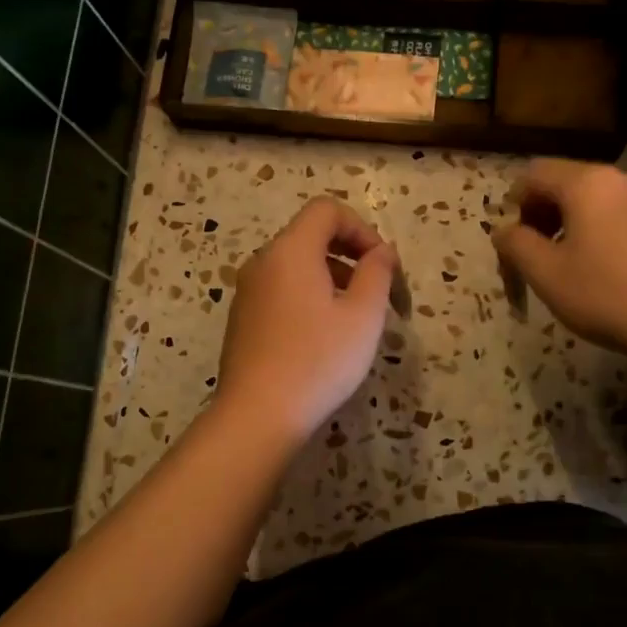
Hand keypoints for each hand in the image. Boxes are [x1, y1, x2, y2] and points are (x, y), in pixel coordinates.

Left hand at [216, 198, 399, 440]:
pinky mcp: (244, 319)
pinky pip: (283, 290)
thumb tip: (382, 252)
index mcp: (290, 251)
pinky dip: (310, 297)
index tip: (383, 266)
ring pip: (298, 266)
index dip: (362, 228)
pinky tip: (325, 337)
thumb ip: (378, 272)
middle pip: (312, 236)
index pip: (327, 210)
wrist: (257, 416)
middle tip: (379, 293)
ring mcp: (248, 291)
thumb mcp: (363, 315)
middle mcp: (263, 262)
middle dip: (352, 255)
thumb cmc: (318, 360)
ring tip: (358, 318)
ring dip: (334, 278)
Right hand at [492, 161, 626, 361]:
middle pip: (567, 183)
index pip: (535, 174)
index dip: (514, 202)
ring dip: (572, 226)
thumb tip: (504, 230)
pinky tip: (605, 272)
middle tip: (535, 255)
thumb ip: (517, 245)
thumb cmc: (609, 295)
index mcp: (587, 183)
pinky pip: (622, 216)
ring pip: (596, 201)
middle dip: (543, 215)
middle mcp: (621, 178)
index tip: (512, 239)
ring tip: (569, 267)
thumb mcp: (547, 275)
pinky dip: (601, 233)